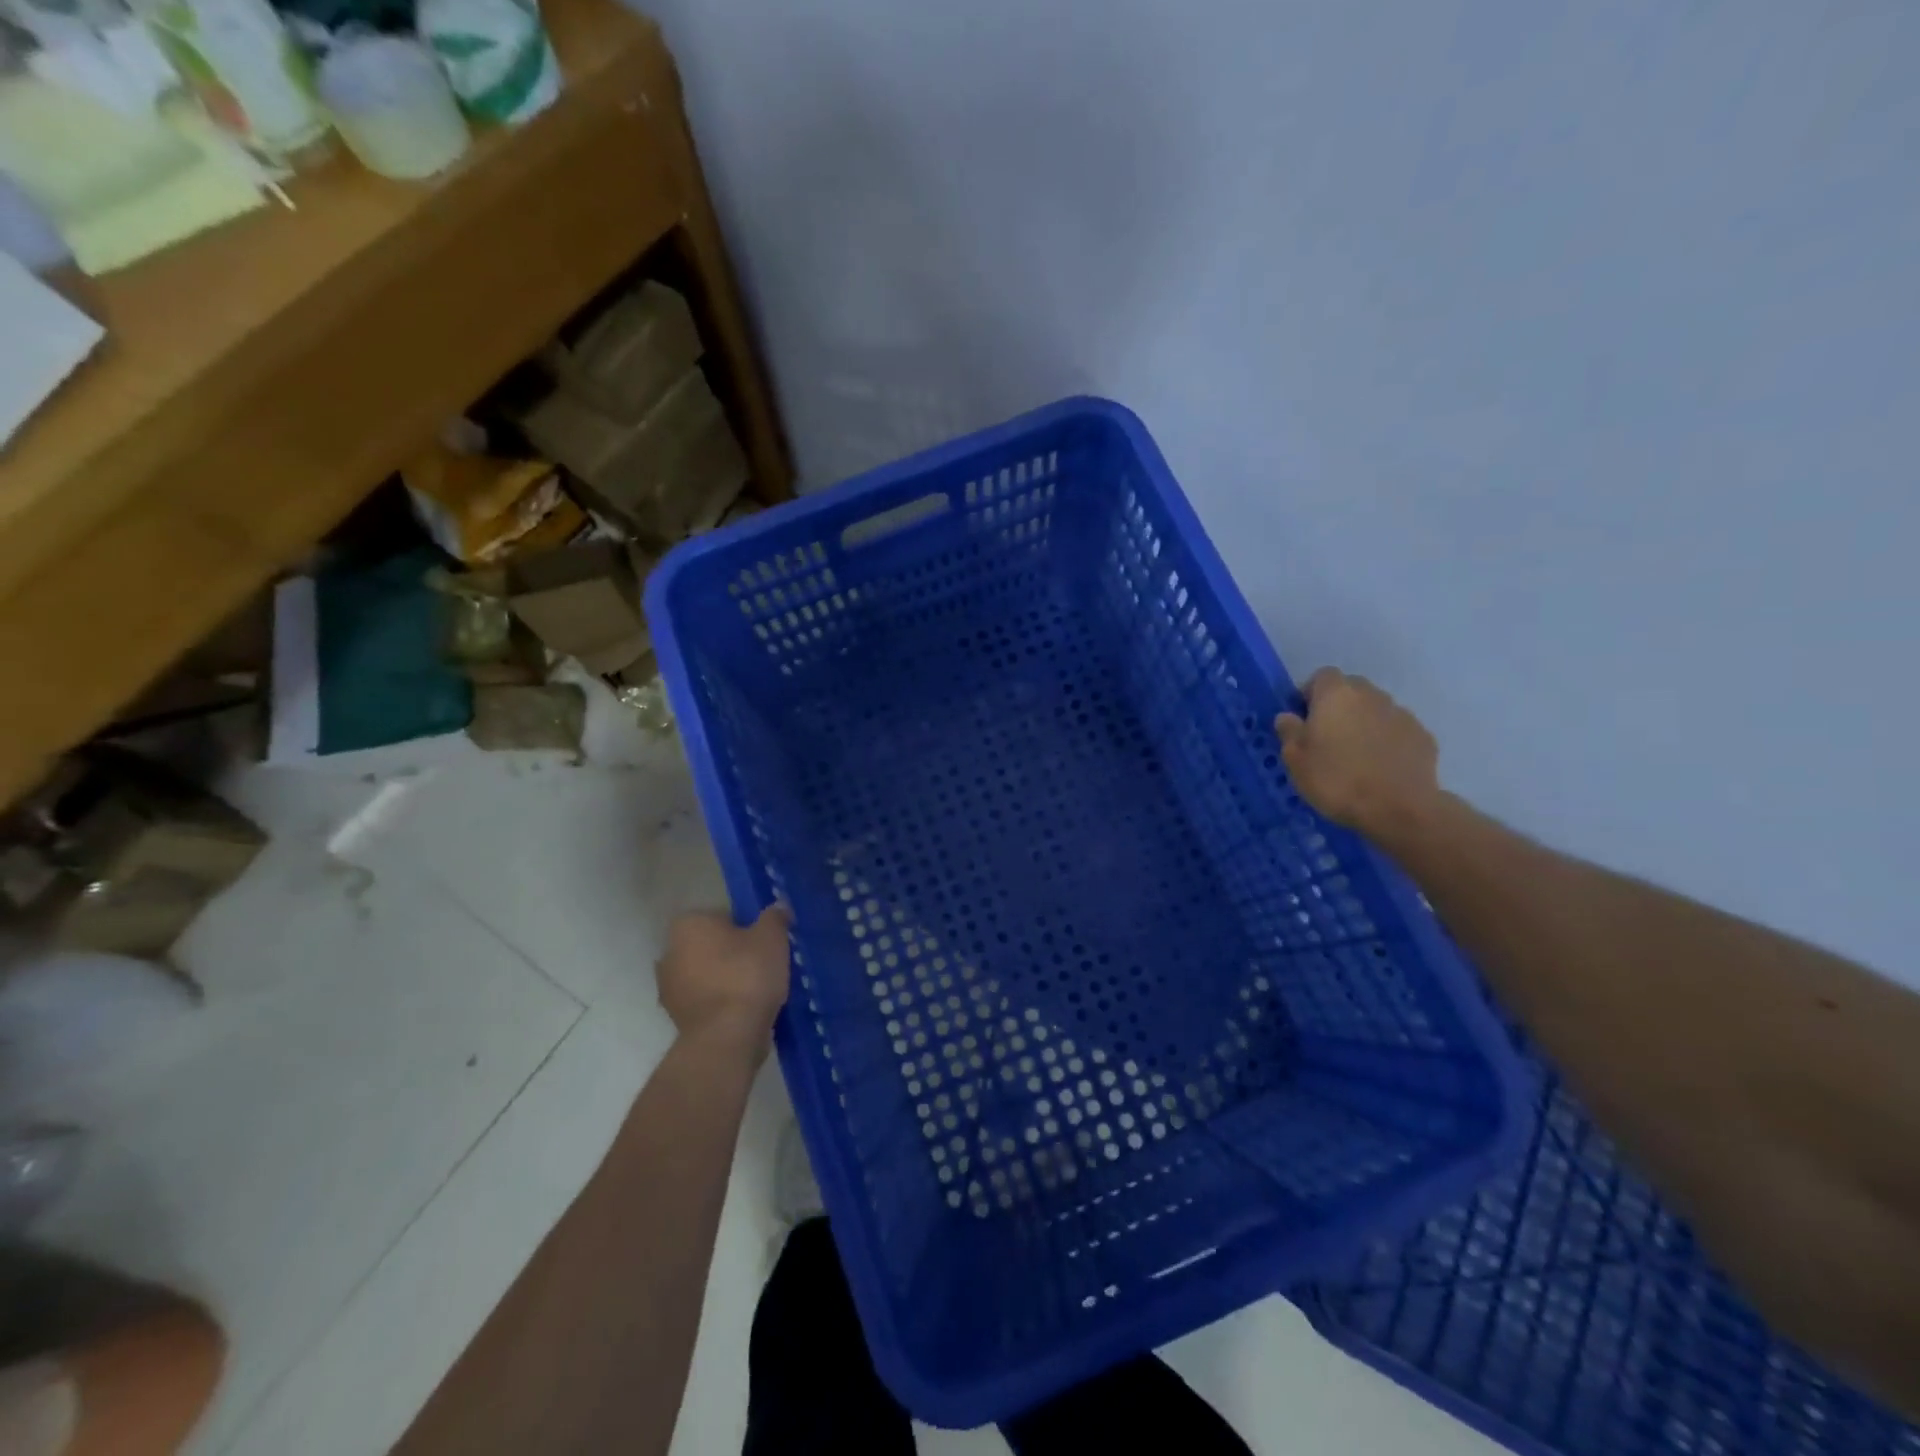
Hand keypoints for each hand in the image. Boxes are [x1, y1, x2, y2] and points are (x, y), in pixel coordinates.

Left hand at [656, 906, 791, 1059]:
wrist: (726, 1037)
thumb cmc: (747, 975)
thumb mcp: (772, 937)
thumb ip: (775, 917)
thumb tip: (778, 906)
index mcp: (688, 924)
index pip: (722, 916)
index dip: (747, 927)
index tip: (766, 942)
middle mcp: (669, 951)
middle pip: (711, 945)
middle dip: (733, 953)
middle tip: (764, 963)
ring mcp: (668, 987)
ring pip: (706, 974)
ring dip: (726, 979)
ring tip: (758, 989)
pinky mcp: (675, 1017)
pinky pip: (705, 1000)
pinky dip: (721, 1002)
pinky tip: (745, 1010)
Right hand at [1275, 667, 1441, 840]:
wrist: (1399, 809)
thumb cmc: (1336, 780)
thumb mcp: (1296, 760)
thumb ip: (1289, 732)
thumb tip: (1288, 717)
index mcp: (1336, 695)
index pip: (1322, 676)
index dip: (1311, 693)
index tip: (1303, 718)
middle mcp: (1371, 695)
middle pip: (1351, 689)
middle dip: (1339, 706)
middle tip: (1327, 738)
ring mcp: (1401, 714)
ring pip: (1376, 710)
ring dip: (1364, 723)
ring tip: (1356, 756)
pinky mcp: (1423, 736)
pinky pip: (1397, 731)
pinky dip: (1387, 741)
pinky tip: (1381, 767)